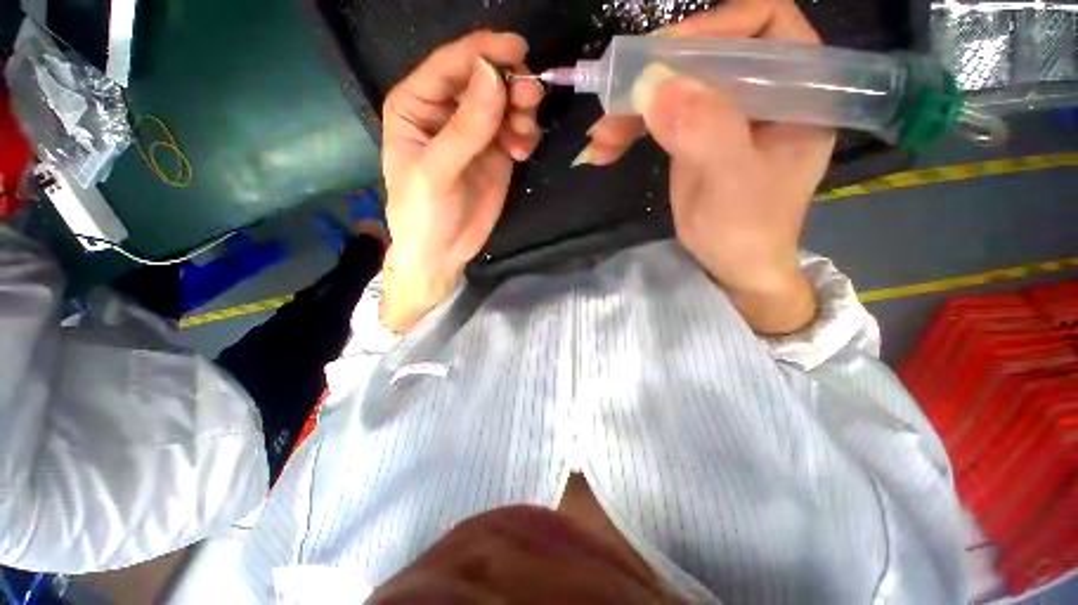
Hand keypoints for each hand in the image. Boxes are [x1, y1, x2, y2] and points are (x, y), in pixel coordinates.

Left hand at [381, 32, 543, 331]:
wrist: (442, 253)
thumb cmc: (424, 214)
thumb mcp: (437, 172)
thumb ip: (465, 128)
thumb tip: (494, 74)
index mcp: (417, 104)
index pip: (451, 64)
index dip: (484, 51)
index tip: (519, 50)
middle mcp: (447, 111)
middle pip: (484, 78)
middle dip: (510, 84)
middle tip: (530, 100)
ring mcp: (474, 132)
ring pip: (505, 101)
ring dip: (522, 111)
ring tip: (522, 138)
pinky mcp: (495, 152)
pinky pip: (517, 129)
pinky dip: (525, 134)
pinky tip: (521, 152)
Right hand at [581, 0, 834, 333]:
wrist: (731, 266)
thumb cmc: (747, 232)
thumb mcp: (732, 184)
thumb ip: (706, 132)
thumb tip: (655, 86)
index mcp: (797, 91)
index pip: (764, 24)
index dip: (715, 27)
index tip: (665, 54)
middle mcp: (762, 92)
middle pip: (707, 53)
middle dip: (656, 75)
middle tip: (615, 99)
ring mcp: (725, 113)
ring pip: (675, 86)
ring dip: (632, 108)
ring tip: (600, 138)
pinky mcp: (696, 134)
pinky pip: (660, 115)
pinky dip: (630, 128)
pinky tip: (606, 148)